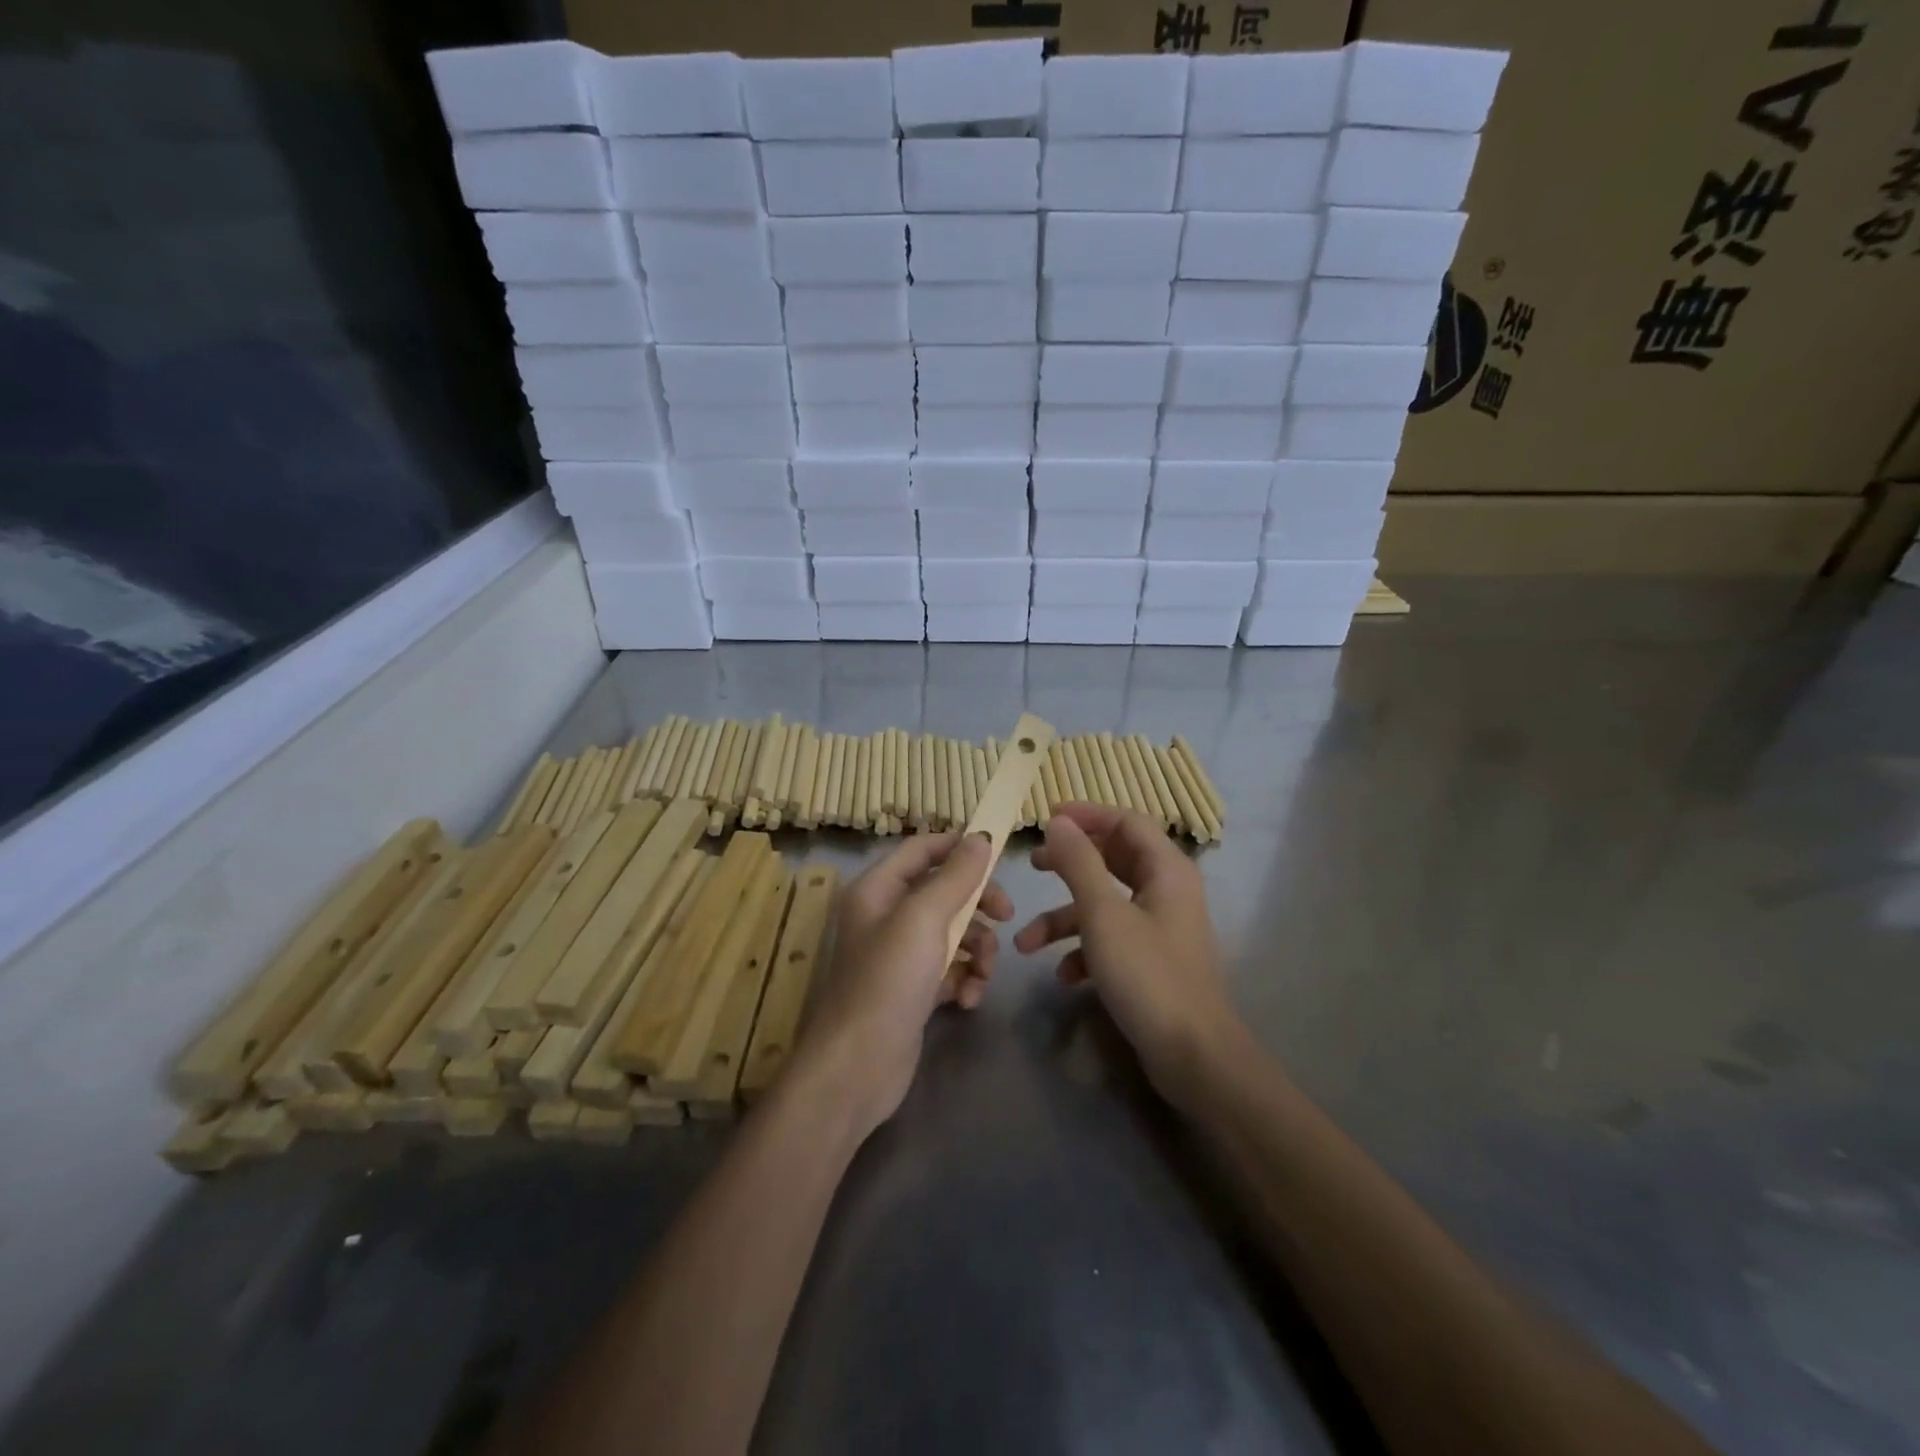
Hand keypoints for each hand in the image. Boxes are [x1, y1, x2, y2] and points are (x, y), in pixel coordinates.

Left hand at [794, 832, 1012, 1132]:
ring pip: (953, 933)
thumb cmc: (888, 981)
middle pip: (943, 891)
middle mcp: (886, 916)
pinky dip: (964, 979)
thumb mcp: (923, 919)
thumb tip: (980, 837)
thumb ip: (955, 877)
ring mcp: (899, 955)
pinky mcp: (913, 990)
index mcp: (878, 889)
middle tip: (1007, 915)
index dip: (959, 846)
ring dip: (977, 949)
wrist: (857, 1068)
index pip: (922, 849)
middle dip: (978, 904)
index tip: (999, 855)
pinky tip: (968, 1000)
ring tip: (983, 974)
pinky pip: (950, 969)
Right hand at [1016, 804, 1243, 1105]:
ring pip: (1105, 904)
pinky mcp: (1151, 959)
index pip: (1126, 821)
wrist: (1192, 1055)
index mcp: (1166, 869)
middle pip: (1113, 859)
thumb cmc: (1147, 974)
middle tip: (1033, 865)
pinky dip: (1083, 949)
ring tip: (1025, 942)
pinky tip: (1063, 975)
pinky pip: (1111, 938)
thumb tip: (1058, 821)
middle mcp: (1166, 890)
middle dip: (1069, 864)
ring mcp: (1160, 926)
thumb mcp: (1103, 914)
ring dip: (1064, 919)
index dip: (1087, 815)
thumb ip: (1078, 862)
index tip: (1046, 819)